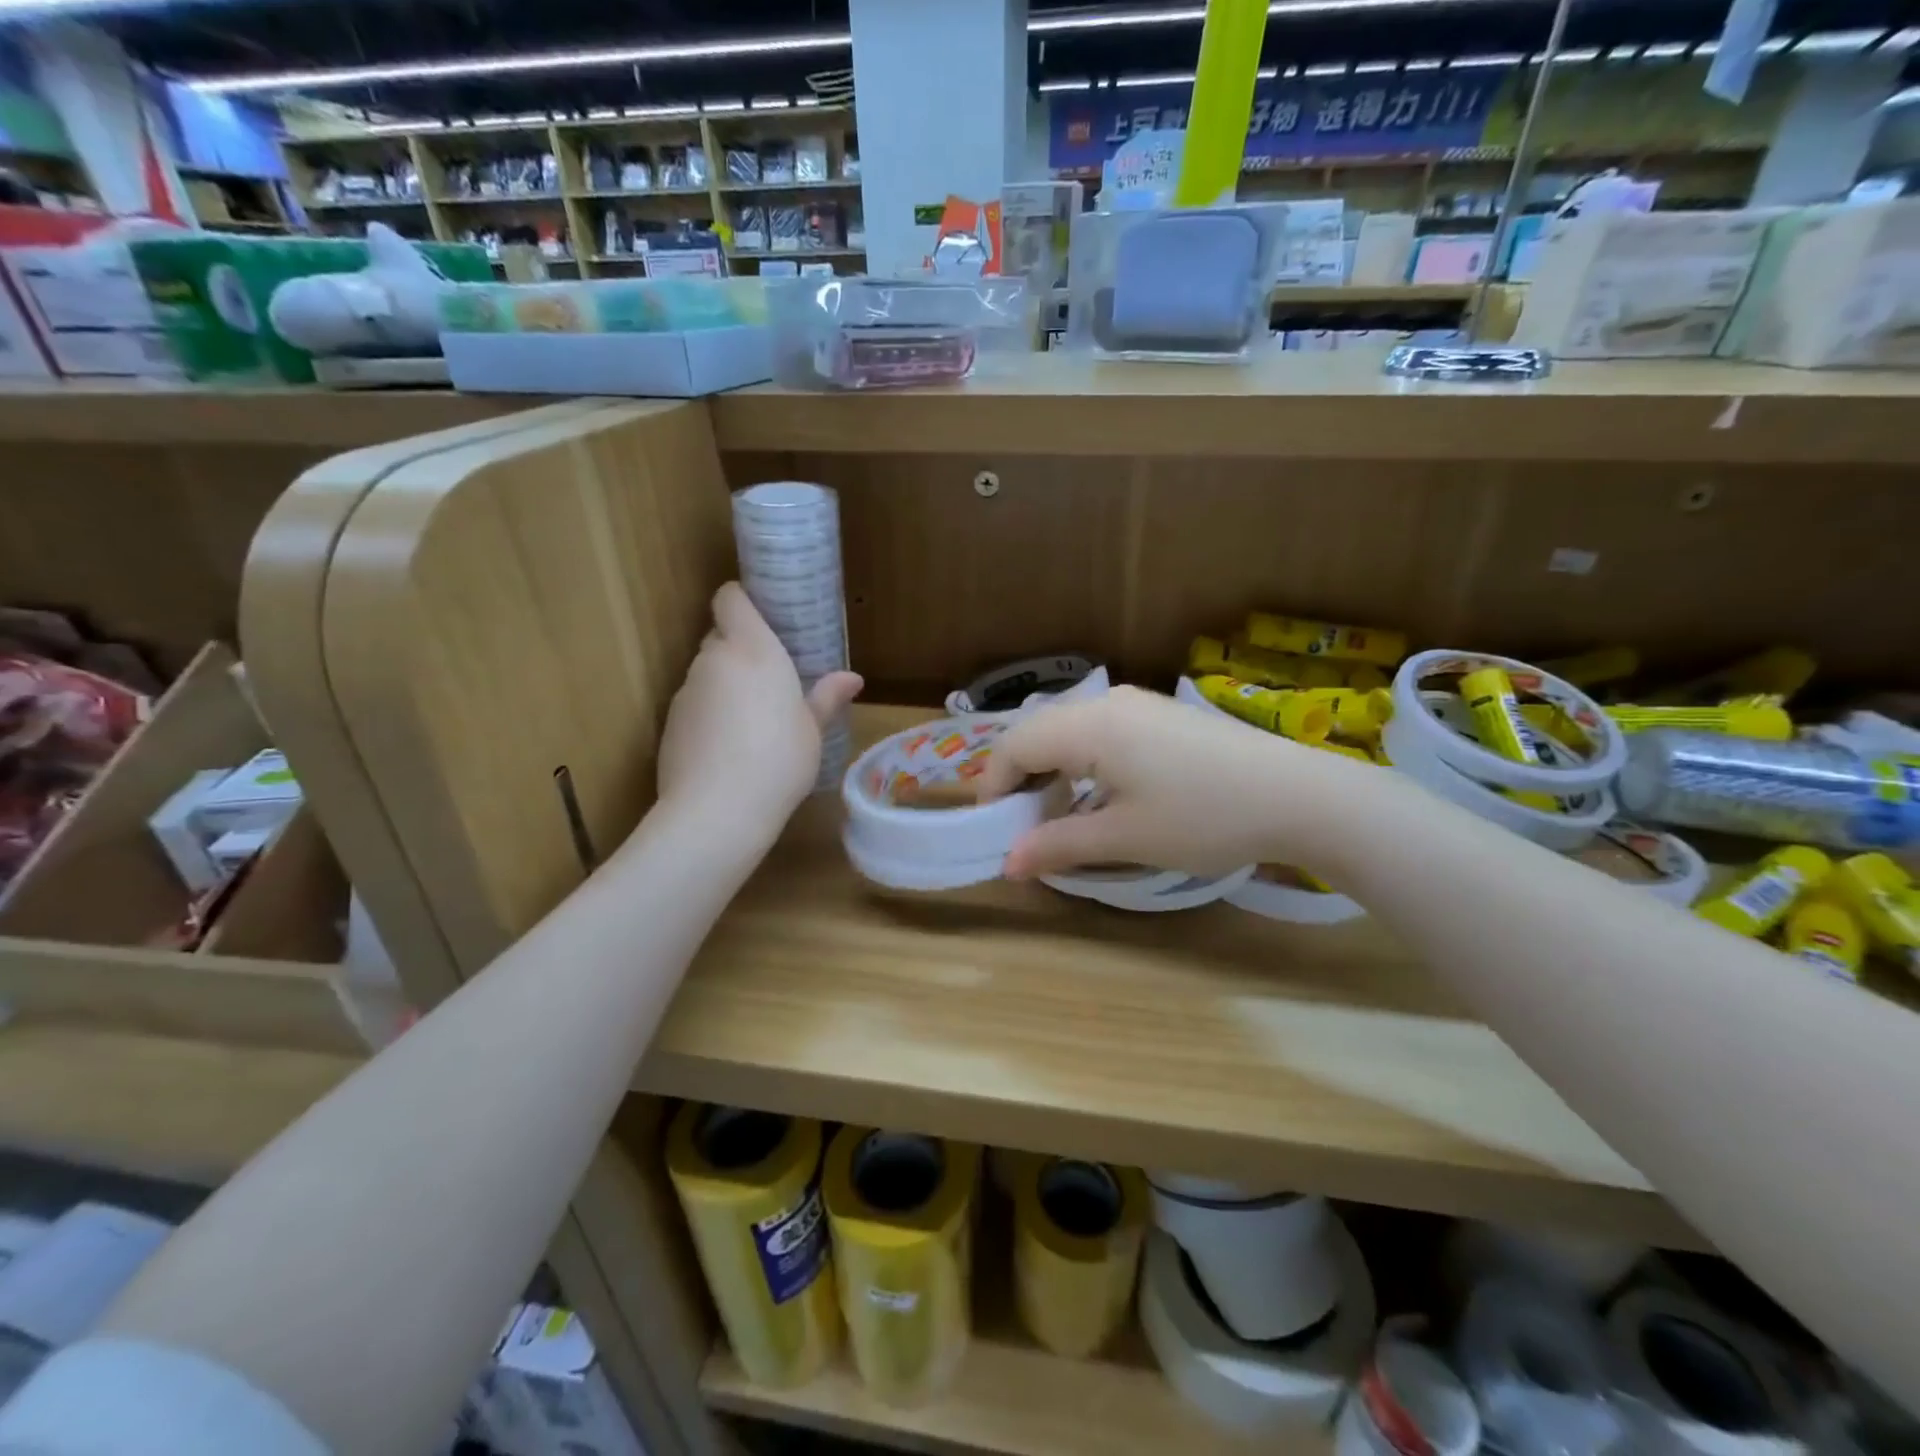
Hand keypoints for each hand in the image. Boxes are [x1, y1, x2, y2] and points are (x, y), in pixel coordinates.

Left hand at [657, 583, 861, 848]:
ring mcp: (686, 691)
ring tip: (752, 721)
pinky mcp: (669, 722)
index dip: (743, 600)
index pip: (731, 598)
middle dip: (741, 650)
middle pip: (720, 636)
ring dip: (725, 685)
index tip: (765, 618)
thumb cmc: (780, 759)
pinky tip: (729, 748)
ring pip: (707, 673)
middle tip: (771, 680)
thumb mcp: (812, 730)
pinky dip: (709, 714)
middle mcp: (714, 660)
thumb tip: (852, 678)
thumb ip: (826, 697)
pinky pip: (694, 704)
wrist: (717, 811)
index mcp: (753, 650)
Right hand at [977, 686, 1356, 878]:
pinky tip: (1104, 795)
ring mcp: (1139, 704)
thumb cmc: (1202, 817)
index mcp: (1088, 726)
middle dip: (1022, 779)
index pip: (1015, 746)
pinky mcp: (1162, 715)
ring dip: (1054, 771)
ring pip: (1070, 731)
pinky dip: (1084, 763)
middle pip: (1039, 732)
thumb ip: (1058, 845)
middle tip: (1026, 827)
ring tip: (1062, 816)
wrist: (1298, 795)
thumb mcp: (1124, 837)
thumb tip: (1007, 864)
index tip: (997, 831)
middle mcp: (1107, 703)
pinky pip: (1101, 732)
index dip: (994, 787)